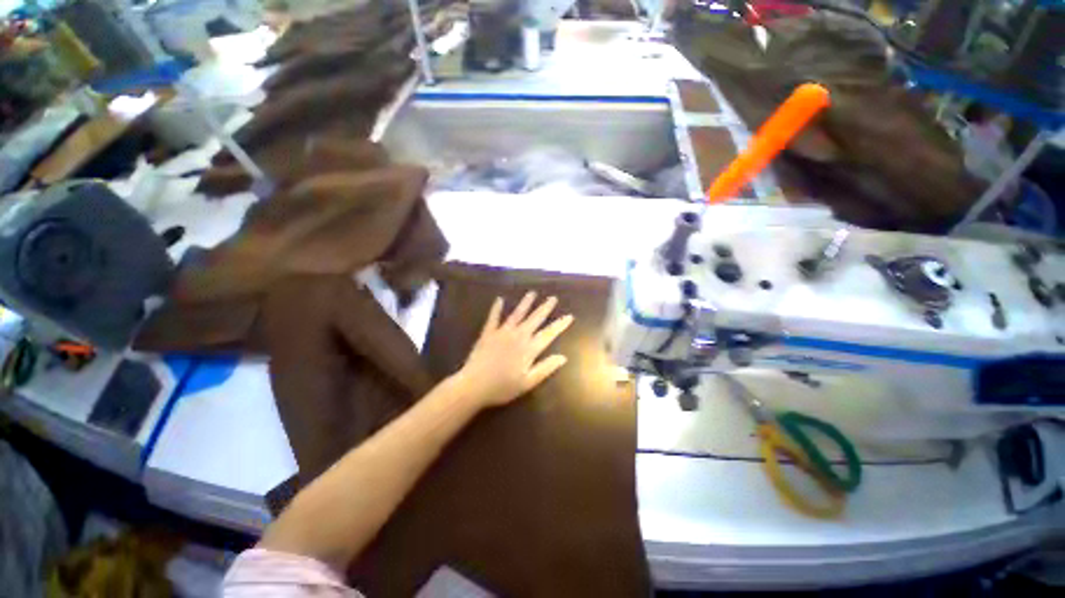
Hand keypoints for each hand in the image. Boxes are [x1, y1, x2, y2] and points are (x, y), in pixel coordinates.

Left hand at [454, 292, 574, 407]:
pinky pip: (493, 317)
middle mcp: (518, 336)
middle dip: (545, 308)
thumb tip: (563, 357)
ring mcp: (502, 332)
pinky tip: (499, 299)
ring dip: (525, 303)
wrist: (474, 385)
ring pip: (517, 314)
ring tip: (532, 293)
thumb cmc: (502, 387)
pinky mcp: (488, 333)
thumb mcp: (528, 382)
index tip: (569, 316)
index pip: (549, 334)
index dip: (560, 325)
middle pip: (534, 319)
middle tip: (553, 298)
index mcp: (529, 349)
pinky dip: (496, 308)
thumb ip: (546, 368)